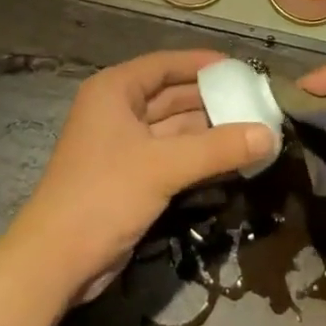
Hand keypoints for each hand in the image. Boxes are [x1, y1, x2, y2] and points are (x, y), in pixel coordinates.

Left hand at [1, 49, 274, 303]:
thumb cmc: (104, 195)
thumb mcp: (163, 166)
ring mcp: (123, 145)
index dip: (202, 64)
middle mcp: (118, 110)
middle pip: (172, 96)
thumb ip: (217, 148)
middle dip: (212, 100)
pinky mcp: (131, 177)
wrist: (55, 262)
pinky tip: (231, 159)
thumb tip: (269, 133)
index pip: (165, 64)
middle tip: (256, 102)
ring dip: (209, 131)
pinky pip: (172, 156)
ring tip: (254, 129)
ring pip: (174, 128)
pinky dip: (198, 156)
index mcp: (115, 90)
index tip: (240, 68)